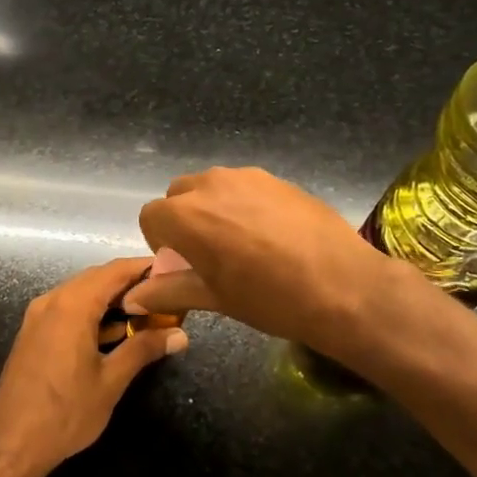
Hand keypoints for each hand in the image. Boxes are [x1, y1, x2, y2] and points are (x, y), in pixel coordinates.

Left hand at [0, 258, 188, 476]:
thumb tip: (180, 334)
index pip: (114, 271)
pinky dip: (93, 313)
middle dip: (131, 284)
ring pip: (81, 294)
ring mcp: (38, 316)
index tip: (173, 271)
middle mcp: (52, 301)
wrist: (11, 444)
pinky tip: (115, 333)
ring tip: (147, 314)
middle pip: (97, 278)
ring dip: (112, 300)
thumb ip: (144, 349)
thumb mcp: (111, 381)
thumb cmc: (65, 412)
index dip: (144, 267)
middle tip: (165, 296)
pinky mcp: (33, 333)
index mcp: (72, 305)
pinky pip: (68, 310)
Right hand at [128, 167, 403, 354]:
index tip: (182, 265)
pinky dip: (244, 204)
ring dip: (214, 209)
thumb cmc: (269, 298)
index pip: (150, 216)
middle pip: (179, 195)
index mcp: (186, 215)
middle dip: (184, 220)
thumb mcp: (214, 298)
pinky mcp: (277, 178)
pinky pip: (245, 186)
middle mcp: (211, 184)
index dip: (160, 242)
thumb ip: (168, 291)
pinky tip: (272, 235)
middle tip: (209, 254)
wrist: (343, 286)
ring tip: (243, 243)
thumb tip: (133, 299)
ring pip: (213, 187)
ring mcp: (247, 177)